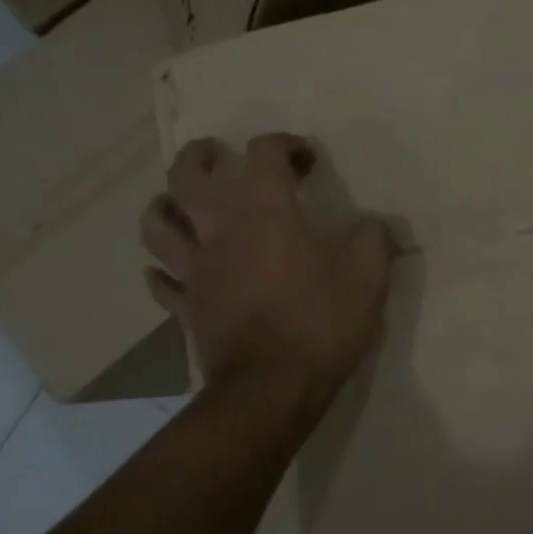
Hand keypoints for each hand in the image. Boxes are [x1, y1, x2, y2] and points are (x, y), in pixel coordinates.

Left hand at [141, 134, 392, 413]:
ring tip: (180, 204)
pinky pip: (162, 282)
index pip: (264, 153)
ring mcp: (195, 270)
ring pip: (157, 224)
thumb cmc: (320, 322)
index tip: (307, 160)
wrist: (272, 389)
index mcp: (263, 210)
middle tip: (218, 155)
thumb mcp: (368, 274)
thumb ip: (374, 237)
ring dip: (164, 205)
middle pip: (186, 176)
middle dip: (201, 156)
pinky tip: (170, 271)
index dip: (286, 144)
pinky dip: (162, 270)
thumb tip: (375, 225)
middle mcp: (219, 230)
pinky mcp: (186, 308)